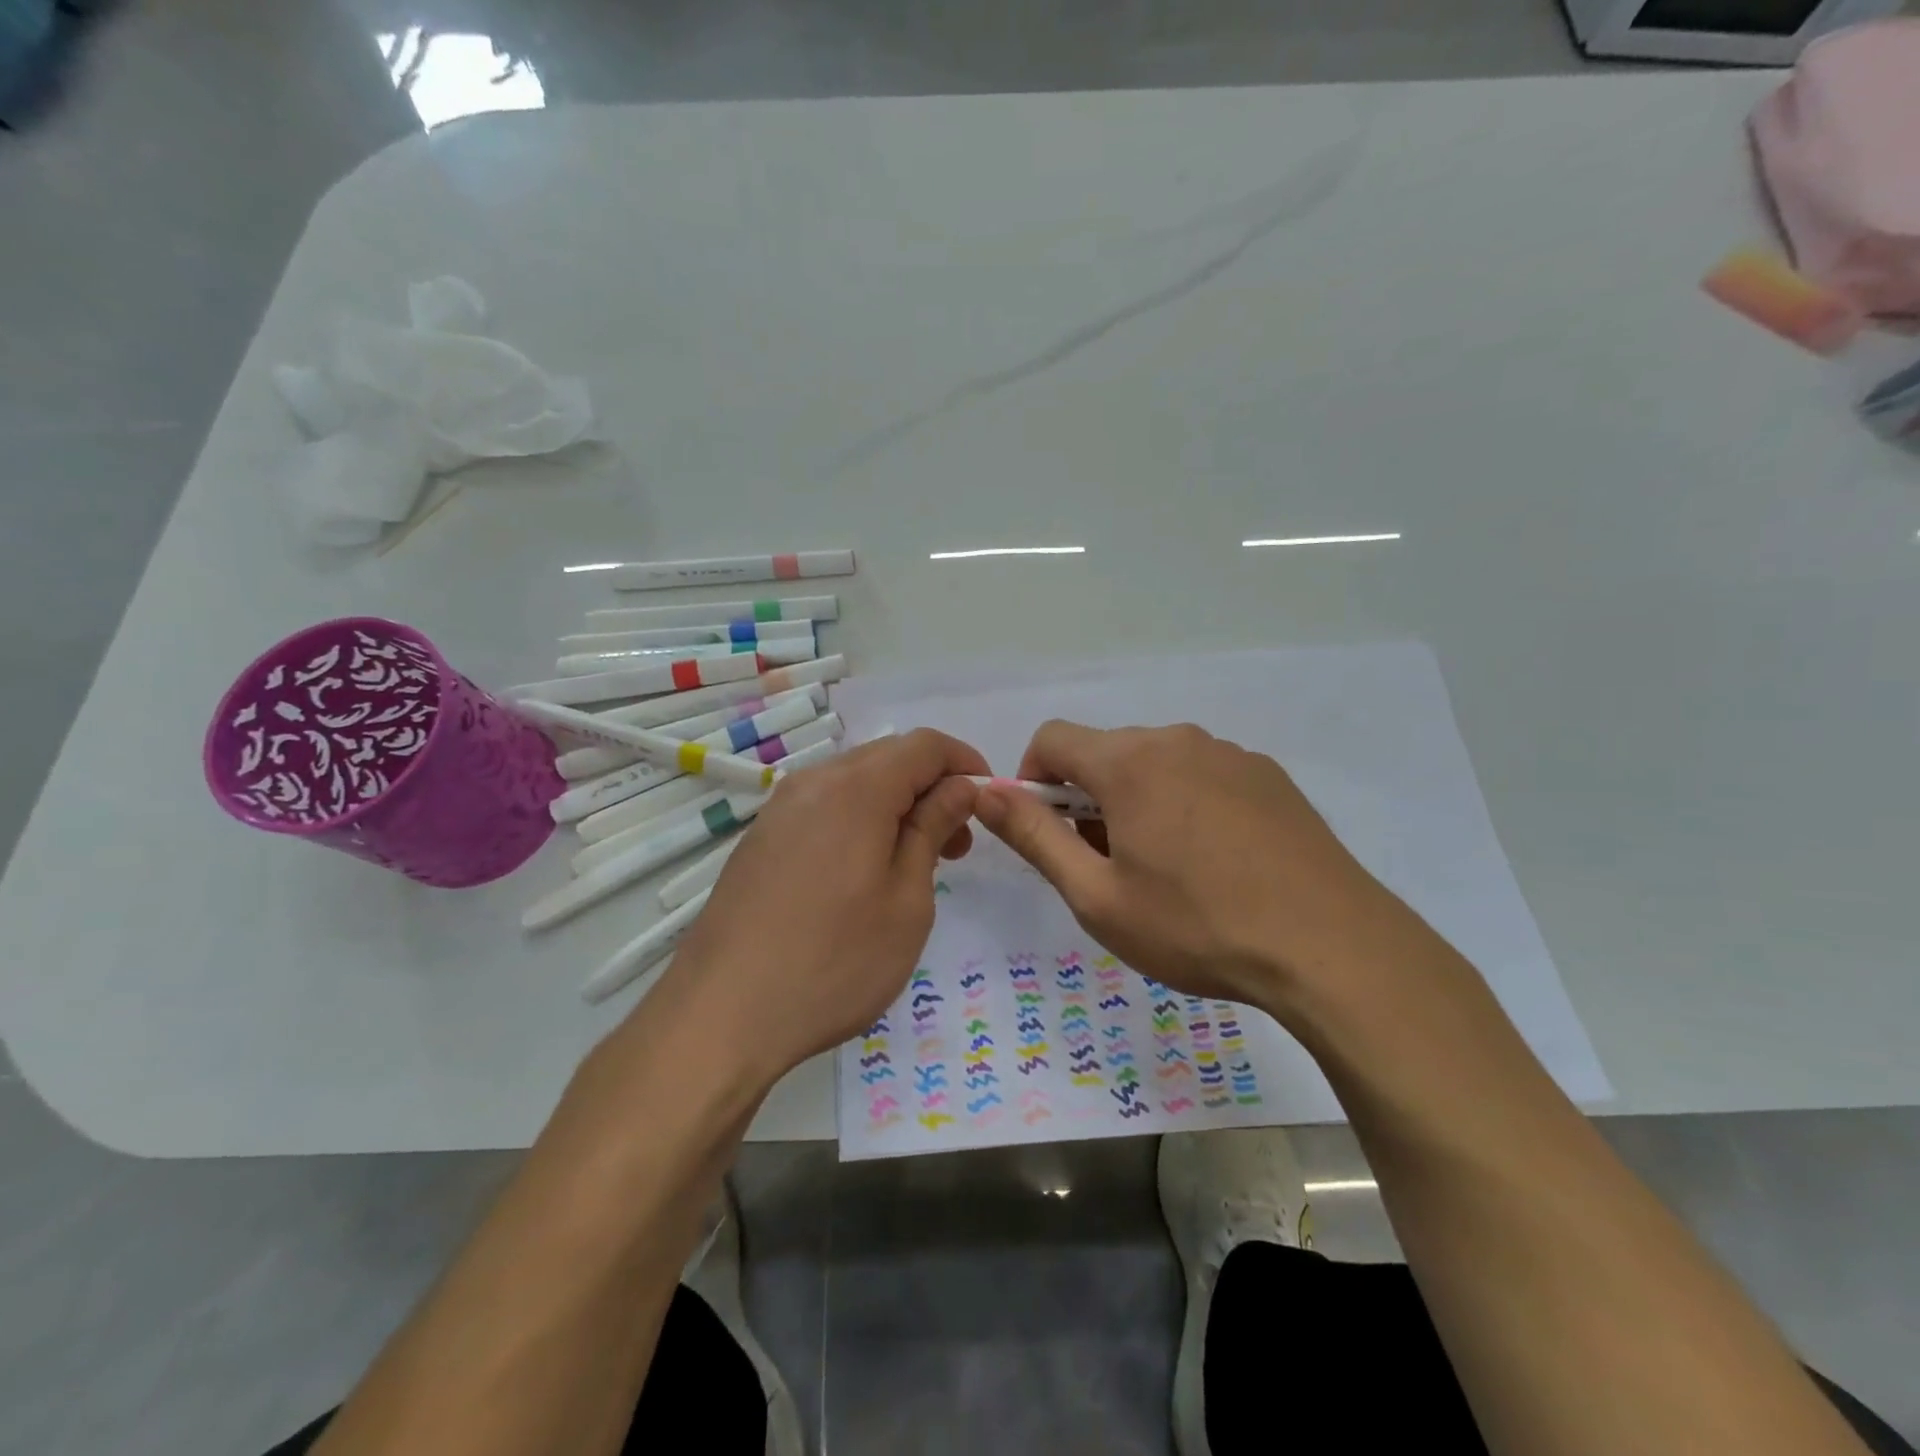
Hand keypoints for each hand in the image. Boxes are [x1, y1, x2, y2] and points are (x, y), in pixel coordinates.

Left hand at [659, 729, 989, 1085]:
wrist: (721, 1014)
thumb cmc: (834, 961)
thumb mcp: (906, 899)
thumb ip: (932, 829)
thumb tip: (959, 787)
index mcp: (856, 788)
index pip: (925, 745)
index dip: (965, 763)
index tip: (987, 803)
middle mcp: (813, 782)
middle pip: (889, 758)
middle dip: (933, 788)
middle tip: (956, 846)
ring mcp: (780, 809)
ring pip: (855, 783)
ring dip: (896, 807)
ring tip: (915, 864)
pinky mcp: (762, 838)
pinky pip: (825, 808)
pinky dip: (860, 821)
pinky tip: (865, 874)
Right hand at [974, 721, 1407, 1015]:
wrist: (1331, 948)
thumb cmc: (1197, 926)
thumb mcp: (1097, 896)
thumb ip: (1034, 837)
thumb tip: (984, 794)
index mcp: (1129, 762)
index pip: (1053, 738)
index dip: (1032, 780)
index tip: (1049, 832)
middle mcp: (1178, 740)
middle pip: (1106, 752)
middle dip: (1087, 798)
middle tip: (1107, 866)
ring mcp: (1230, 754)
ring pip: (1156, 764)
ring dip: (1137, 802)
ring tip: (1165, 870)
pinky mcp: (1269, 776)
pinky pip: (1203, 775)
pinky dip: (1185, 804)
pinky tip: (1216, 863)